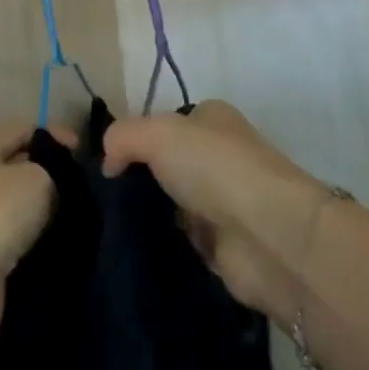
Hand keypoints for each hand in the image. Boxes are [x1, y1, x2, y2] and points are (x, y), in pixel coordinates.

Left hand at [0, 122, 67, 340]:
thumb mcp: (36, 177)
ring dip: (43, 207)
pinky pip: (15, 233)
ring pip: (18, 203)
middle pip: (18, 167)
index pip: (23, 131)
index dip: (55, 134)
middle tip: (81, 184)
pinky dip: (34, 234)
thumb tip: (52, 181)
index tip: (82, 151)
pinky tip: (57, 236)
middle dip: (49, 173)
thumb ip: (51, 170)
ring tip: (74, 211)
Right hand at [103, 101, 327, 320]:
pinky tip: (132, 251)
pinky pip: (179, 240)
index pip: (164, 124)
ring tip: (107, 227)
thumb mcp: (158, 133)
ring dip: (147, 215)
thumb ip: (123, 137)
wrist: (267, 235)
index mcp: (212, 118)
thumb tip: (108, 163)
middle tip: (101, 200)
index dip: (134, 140)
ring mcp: (222, 201)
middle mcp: (219, 155)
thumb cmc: (214, 167)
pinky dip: (161, 245)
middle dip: (137, 180)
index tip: (104, 164)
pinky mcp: (222, 245)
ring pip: (170, 204)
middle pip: (166, 165)